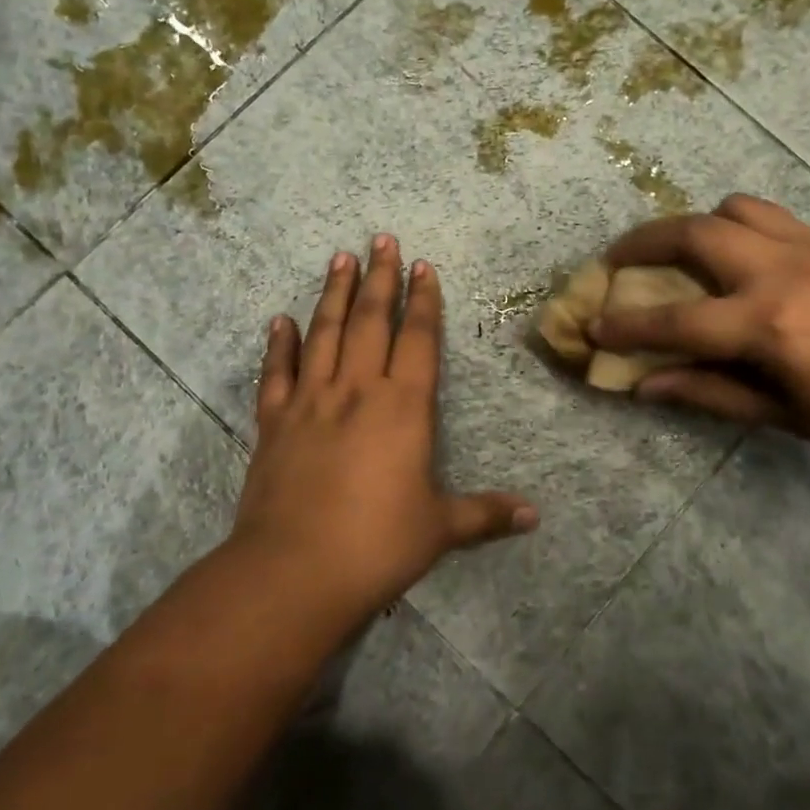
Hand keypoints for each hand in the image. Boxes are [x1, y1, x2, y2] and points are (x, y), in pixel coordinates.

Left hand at [227, 235, 538, 621]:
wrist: (294, 570)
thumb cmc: (378, 544)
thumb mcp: (440, 529)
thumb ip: (486, 515)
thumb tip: (535, 516)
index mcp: (403, 407)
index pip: (417, 338)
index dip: (423, 300)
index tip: (423, 266)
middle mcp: (357, 390)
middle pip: (370, 321)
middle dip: (380, 278)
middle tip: (381, 239)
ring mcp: (311, 402)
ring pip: (324, 333)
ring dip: (333, 293)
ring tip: (340, 258)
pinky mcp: (274, 422)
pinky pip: (277, 372)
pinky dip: (279, 344)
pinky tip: (280, 319)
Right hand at [592, 195, 809, 472]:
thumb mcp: (785, 416)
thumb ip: (709, 392)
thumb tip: (645, 385)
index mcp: (767, 324)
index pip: (675, 321)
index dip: (626, 326)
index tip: (590, 326)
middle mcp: (778, 272)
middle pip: (691, 234)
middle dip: (641, 243)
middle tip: (615, 262)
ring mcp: (805, 248)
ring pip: (729, 209)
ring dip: (690, 224)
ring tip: (675, 252)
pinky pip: (766, 214)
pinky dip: (733, 222)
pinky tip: (733, 254)